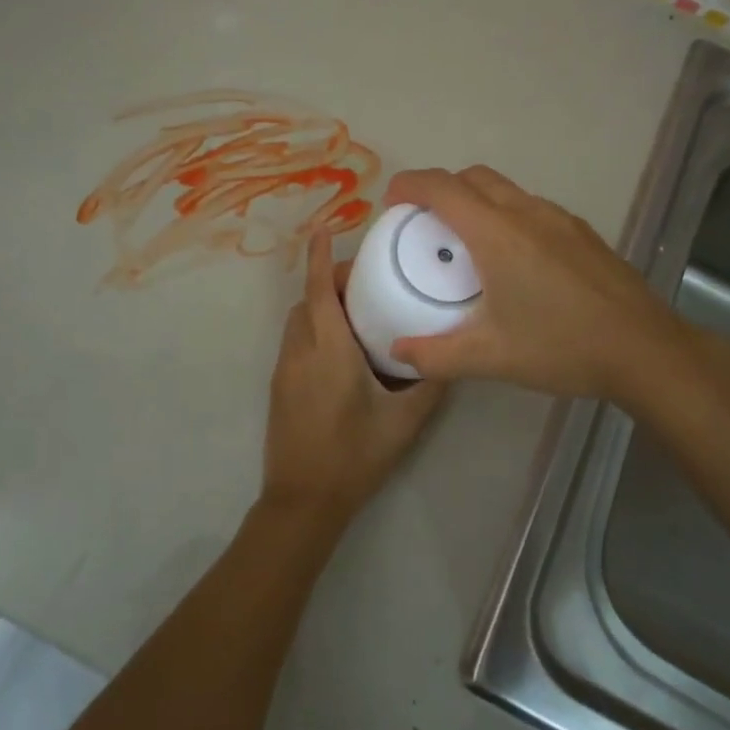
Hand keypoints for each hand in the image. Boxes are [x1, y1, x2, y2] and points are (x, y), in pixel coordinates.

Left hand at [261, 230, 446, 527]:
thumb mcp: (404, 422)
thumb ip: (429, 384)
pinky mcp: (280, 388)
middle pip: (307, 301)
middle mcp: (300, 351)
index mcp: (328, 350)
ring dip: (320, 307)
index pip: (318, 290)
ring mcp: (285, 370)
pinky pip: (296, 343)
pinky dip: (314, 330)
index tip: (323, 228)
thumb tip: (450, 356)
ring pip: (298, 321)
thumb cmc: (355, 456)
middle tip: (366, 285)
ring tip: (359, 317)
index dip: (319, 256)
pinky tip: (344, 353)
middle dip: (329, 282)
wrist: (303, 501)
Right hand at [382, 166, 680, 400]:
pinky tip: (514, 262)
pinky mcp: (583, 233)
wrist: (646, 351)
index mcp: (497, 234)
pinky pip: (532, 208)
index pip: (441, 187)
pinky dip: (507, 216)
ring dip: (476, 202)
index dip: (408, 185)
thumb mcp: (490, 357)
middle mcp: (527, 213)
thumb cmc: (562, 347)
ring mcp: (560, 219)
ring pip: (506, 190)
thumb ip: (435, 355)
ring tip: (467, 245)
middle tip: (424, 226)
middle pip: (473, 177)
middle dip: (440, 190)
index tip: (390, 204)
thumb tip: (398, 352)